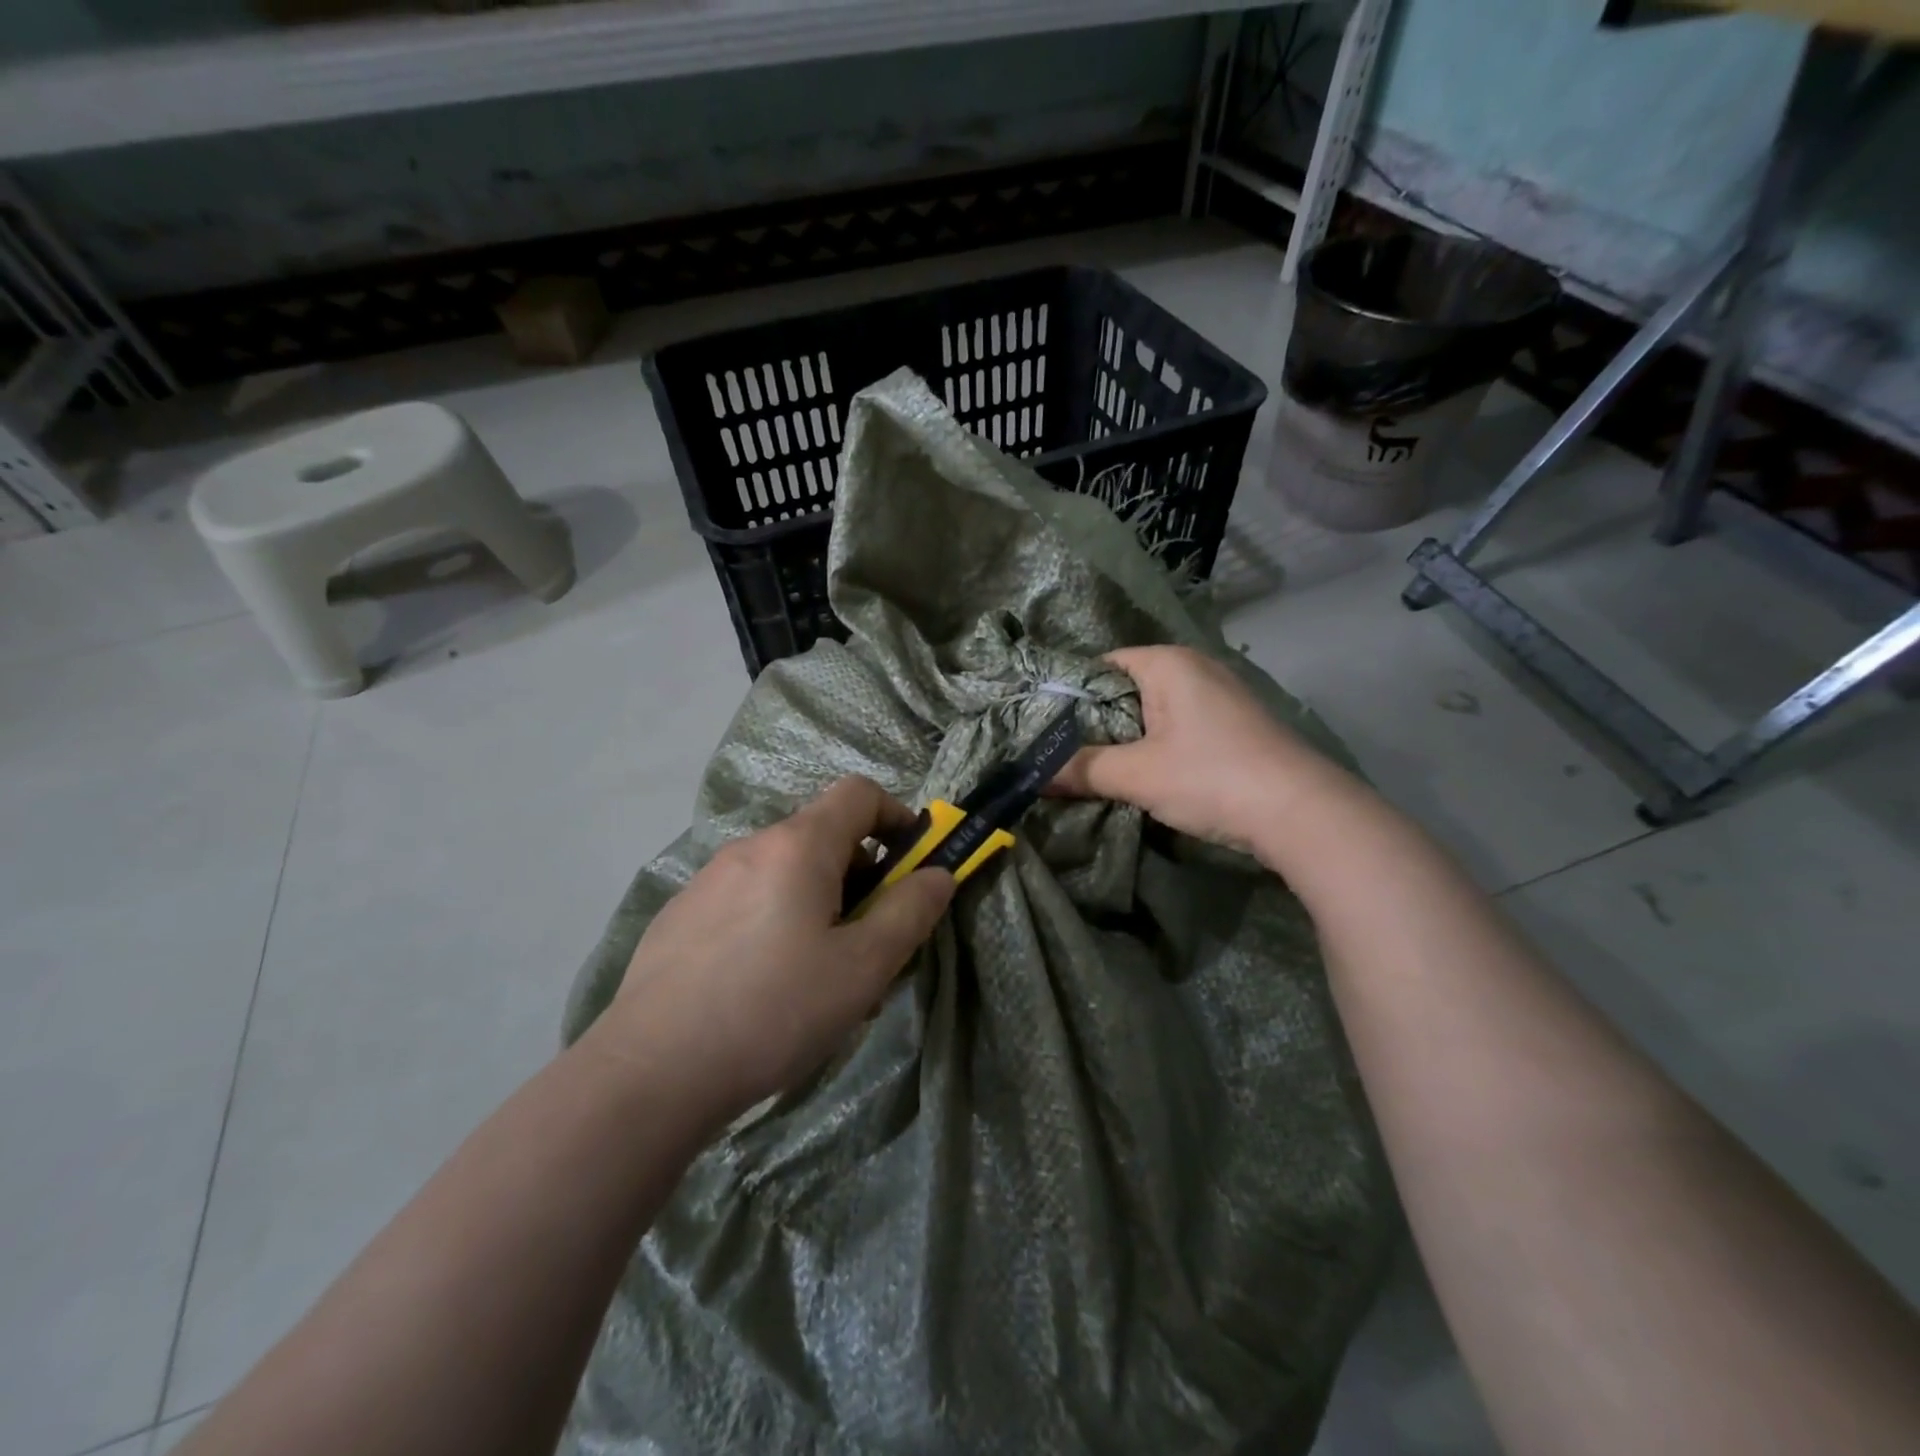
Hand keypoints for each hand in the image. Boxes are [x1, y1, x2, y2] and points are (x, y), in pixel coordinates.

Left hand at [597, 777, 953, 1119]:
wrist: (651, 1072)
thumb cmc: (774, 1010)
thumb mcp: (862, 967)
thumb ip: (909, 912)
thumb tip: (938, 874)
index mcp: (797, 846)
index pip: (858, 793)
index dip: (896, 817)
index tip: (912, 866)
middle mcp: (750, 847)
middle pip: (823, 836)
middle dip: (861, 875)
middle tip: (869, 940)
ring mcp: (708, 880)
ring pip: (784, 873)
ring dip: (818, 902)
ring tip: (820, 974)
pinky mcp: (680, 916)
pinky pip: (747, 899)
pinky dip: (775, 920)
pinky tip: (764, 985)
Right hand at [1051, 645, 1344, 857]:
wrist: (1303, 813)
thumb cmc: (1211, 777)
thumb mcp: (1137, 775)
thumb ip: (1082, 769)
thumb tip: (1031, 775)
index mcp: (1168, 663)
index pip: (1102, 666)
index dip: (1071, 695)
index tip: (1045, 728)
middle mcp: (1195, 668)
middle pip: (1128, 688)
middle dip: (1097, 720)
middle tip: (1064, 753)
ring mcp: (1221, 696)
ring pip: (1155, 710)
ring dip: (1128, 737)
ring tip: (1097, 767)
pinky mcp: (1236, 726)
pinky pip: (1180, 726)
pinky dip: (1158, 745)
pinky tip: (1146, 774)